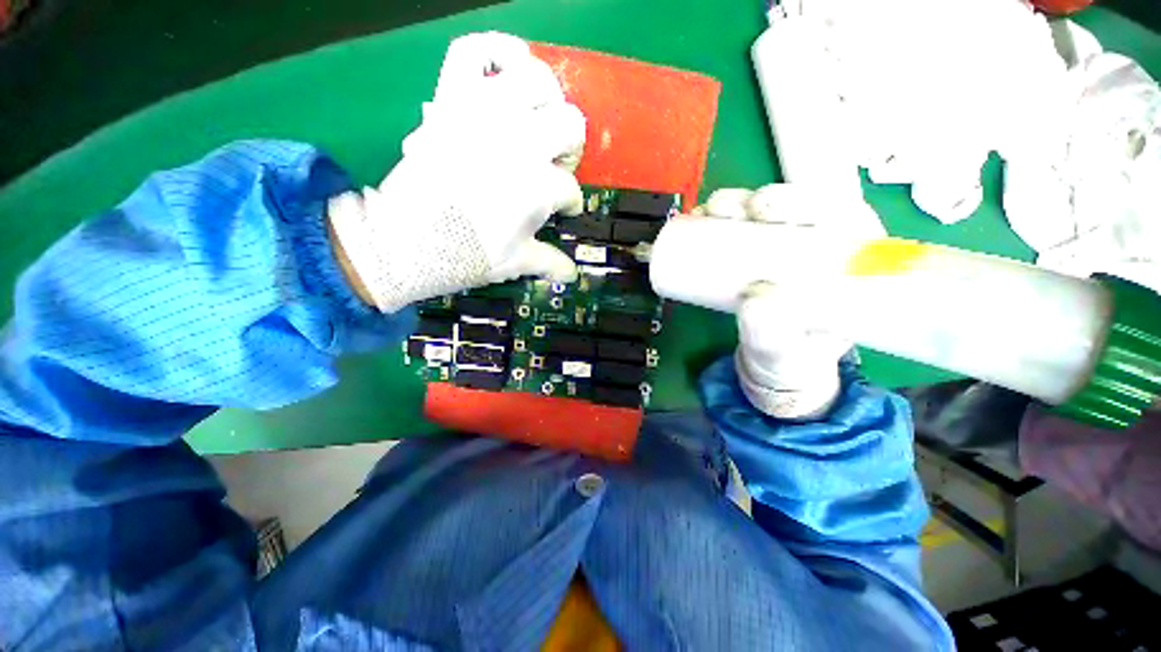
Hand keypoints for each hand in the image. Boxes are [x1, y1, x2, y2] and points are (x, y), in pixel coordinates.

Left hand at [329, 32, 585, 311]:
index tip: (563, 211)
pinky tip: (511, 66)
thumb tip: (572, 274)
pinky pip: (476, 51)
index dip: (570, 203)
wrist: (404, 241)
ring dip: (547, 101)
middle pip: (570, 126)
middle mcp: (521, 143)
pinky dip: (497, 50)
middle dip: (569, 150)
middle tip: (555, 166)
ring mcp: (485, 113)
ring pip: (537, 81)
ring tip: (540, 120)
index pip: (570, 190)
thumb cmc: (467, 254)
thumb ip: (549, 263)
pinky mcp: (453, 97)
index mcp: (538, 187)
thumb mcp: (516, 263)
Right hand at [661, 185, 884, 418]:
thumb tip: (754, 299)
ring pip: (766, 212)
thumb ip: (774, 335)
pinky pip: (739, 227)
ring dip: (737, 203)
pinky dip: (718, 219)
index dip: (807, 202)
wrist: (770, 365)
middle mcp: (818, 248)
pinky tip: (700, 217)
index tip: (767, 212)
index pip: (841, 216)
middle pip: (799, 206)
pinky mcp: (753, 254)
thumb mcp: (786, 353)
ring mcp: (782, 249)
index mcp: (848, 265)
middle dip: (763, 199)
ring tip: (709, 213)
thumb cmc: (791, 359)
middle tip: (729, 211)